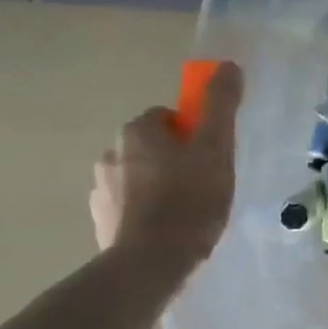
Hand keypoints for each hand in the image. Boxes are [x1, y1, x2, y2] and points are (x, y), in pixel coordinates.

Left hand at [91, 62, 242, 271]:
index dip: (193, 134)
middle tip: (205, 184)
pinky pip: (130, 207)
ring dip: (159, 186)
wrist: (152, 262)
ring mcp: (101, 191)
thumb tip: (227, 65)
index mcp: (136, 132)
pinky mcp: (101, 223)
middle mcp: (110, 154)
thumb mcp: (216, 147)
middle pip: (152, 147)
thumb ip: (220, 105)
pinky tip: (169, 231)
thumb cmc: (190, 199)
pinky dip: (147, 213)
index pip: (167, 118)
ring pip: (139, 177)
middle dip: (175, 159)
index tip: (211, 156)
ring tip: (188, 212)